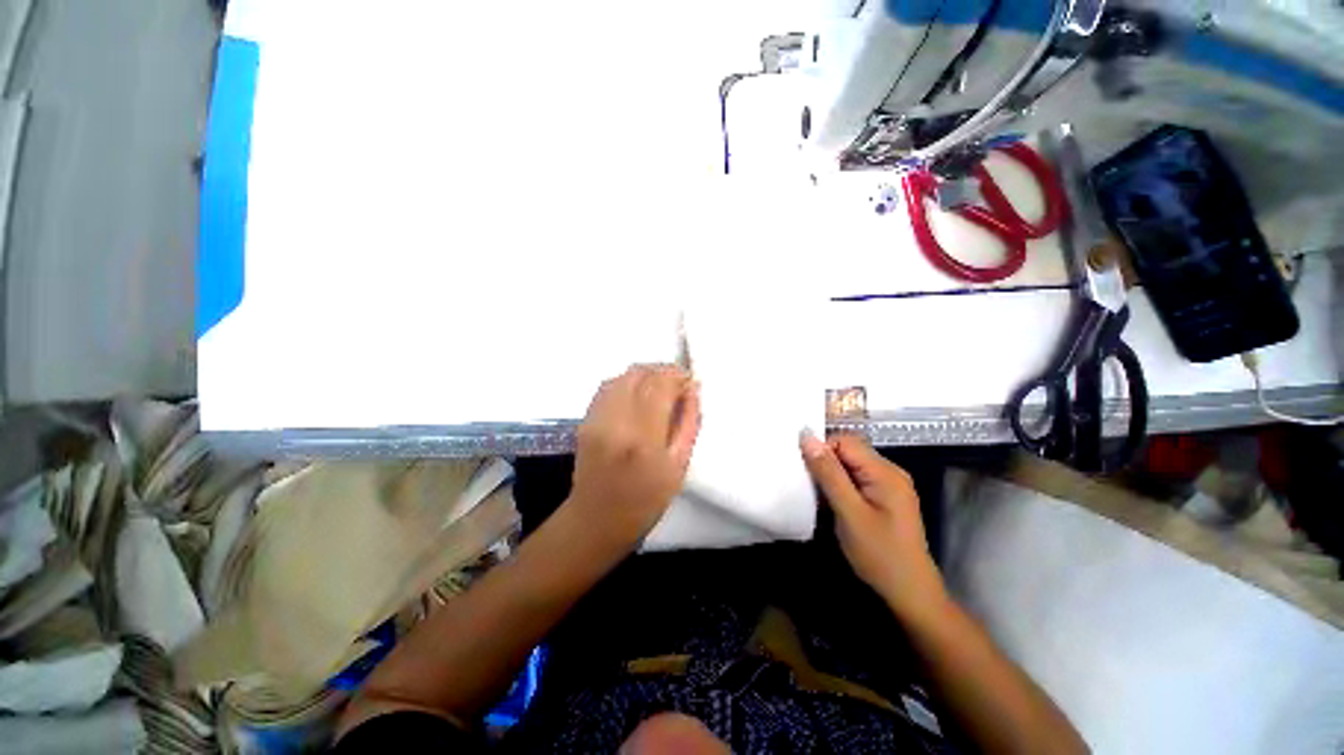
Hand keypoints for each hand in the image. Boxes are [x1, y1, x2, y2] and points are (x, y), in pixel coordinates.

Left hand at [569, 365, 700, 546]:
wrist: (596, 520)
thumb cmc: (645, 501)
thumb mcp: (679, 467)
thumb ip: (689, 424)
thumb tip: (692, 391)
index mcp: (644, 438)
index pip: (661, 385)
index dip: (678, 376)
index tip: (690, 383)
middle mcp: (617, 421)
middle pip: (640, 373)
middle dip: (664, 371)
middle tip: (678, 384)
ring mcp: (597, 418)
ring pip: (623, 375)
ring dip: (646, 374)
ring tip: (660, 388)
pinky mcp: (585, 419)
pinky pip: (608, 386)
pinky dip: (627, 383)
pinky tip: (638, 396)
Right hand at [801, 433, 946, 617]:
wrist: (909, 593)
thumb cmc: (879, 554)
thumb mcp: (849, 512)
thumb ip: (828, 473)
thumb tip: (807, 437)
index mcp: (885, 472)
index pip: (845, 442)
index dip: (822, 451)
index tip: (808, 475)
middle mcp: (890, 472)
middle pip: (848, 451)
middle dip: (826, 464)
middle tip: (812, 488)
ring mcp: (889, 485)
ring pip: (850, 465)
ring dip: (832, 477)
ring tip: (822, 499)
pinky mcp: (885, 497)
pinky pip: (857, 479)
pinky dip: (841, 486)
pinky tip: (834, 505)